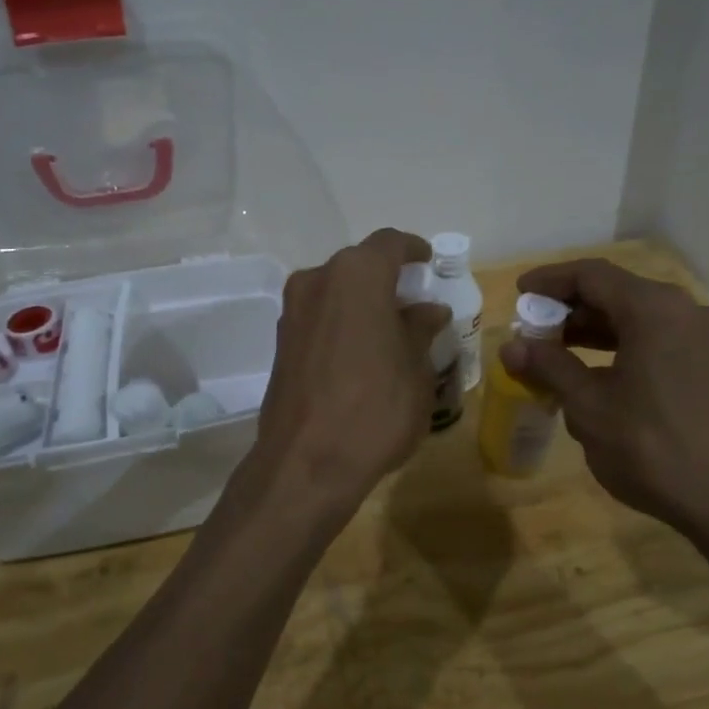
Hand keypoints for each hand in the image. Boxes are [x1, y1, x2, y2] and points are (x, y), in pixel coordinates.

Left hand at [252, 229, 450, 512]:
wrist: (305, 464)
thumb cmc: (376, 409)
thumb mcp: (416, 370)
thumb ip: (420, 330)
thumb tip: (428, 310)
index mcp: (356, 276)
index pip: (389, 243)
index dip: (412, 249)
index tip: (428, 262)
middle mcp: (317, 281)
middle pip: (358, 266)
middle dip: (387, 279)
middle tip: (414, 303)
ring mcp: (292, 312)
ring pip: (335, 291)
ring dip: (362, 302)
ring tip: (390, 331)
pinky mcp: (280, 343)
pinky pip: (319, 317)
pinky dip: (341, 322)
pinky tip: (361, 352)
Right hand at [500, 260, 708, 563]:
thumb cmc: (652, 448)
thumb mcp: (589, 406)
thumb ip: (548, 367)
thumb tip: (510, 347)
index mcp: (654, 309)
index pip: (592, 275)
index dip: (550, 281)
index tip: (519, 293)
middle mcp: (685, 311)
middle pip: (617, 292)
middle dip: (571, 307)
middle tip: (534, 328)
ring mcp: (705, 338)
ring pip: (639, 317)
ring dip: (596, 328)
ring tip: (558, 351)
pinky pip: (660, 338)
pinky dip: (624, 345)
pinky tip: (600, 373)